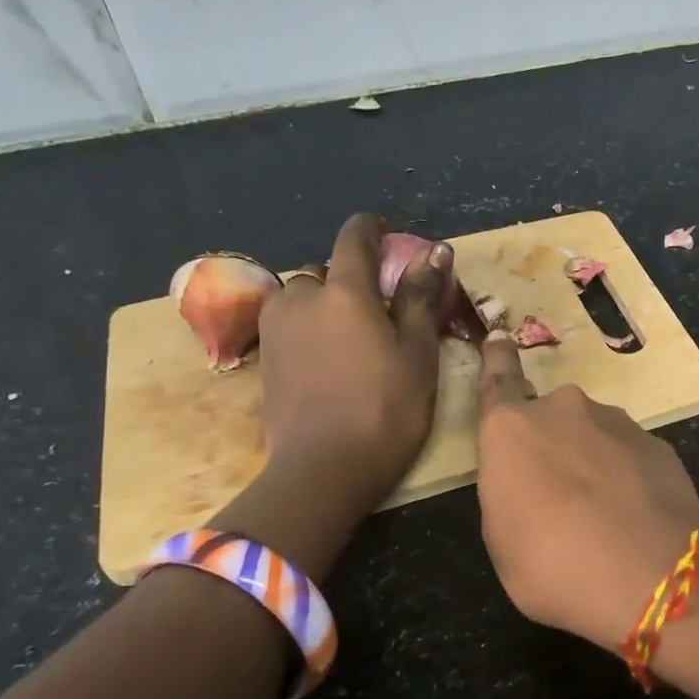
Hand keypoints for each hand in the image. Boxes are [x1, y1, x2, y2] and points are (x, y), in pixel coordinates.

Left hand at [255, 212, 449, 507]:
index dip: (373, 229)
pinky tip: (328, 360)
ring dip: (325, 304)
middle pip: (327, 272)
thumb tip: (435, 252)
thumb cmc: (387, 409)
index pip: (354, 238)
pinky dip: (309, 328)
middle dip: (351, 279)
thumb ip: (421, 298)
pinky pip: (289, 325)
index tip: (389, 234)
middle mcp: (302, 298)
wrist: (324, 470)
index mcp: (345, 292)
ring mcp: (276, 329)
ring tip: (351, 337)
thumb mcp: (417, 354)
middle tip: (380, 309)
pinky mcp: (263, 358)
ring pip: (302, 298)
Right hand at [474, 333, 698, 649]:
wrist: (652, 574)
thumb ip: (508, 495)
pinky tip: (633, 514)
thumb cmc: (553, 565)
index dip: (497, 359)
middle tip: (558, 495)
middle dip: (551, 445)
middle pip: (549, 419)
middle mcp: (563, 410)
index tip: (500, 336)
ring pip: (592, 435)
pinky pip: (627, 454)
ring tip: (601, 513)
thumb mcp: (503, 542)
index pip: (498, 381)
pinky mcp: (656, 442)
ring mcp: (615, 422)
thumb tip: (527, 482)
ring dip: (590, 461)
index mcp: (511, 430)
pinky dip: (625, 475)